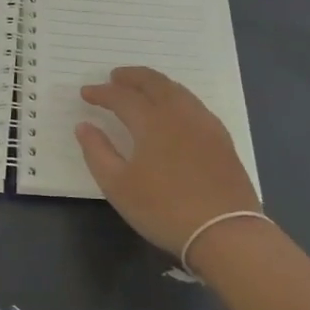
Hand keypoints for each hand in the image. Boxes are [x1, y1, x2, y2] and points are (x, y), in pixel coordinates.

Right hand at [76, 66, 260, 254]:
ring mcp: (204, 124)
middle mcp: (179, 113)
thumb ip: (97, 152)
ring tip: (142, 88)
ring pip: (177, 90)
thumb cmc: (164, 209)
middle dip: (132, 76)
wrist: (226, 233)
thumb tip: (84, 126)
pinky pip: (194, 104)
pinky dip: (176, 97)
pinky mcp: (221, 139)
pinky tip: (174, 110)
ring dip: (155, 83)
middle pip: (154, 83)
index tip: (86, 93)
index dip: (101, 93)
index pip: (122, 97)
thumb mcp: (118, 186)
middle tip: (115, 76)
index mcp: (151, 121)